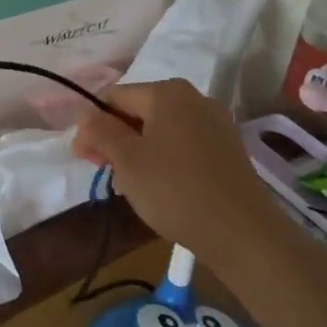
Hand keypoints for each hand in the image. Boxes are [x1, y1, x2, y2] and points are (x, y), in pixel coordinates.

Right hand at [71, 80, 275, 269]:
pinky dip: (164, 159)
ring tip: (131, 185)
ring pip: (160, 130)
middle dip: (115, 138)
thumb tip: (87, 115)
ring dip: (137, 151)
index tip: (83, 157)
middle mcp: (194, 98)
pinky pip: (183, 144)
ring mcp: (216, 123)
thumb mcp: (126, 160)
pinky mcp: (228, 149)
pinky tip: (160, 187)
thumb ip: (100, 131)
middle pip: (138, 111)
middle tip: (104, 172)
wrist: (243, 234)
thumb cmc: (175, 190)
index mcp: (167, 93)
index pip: (114, 97)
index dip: (92, 124)